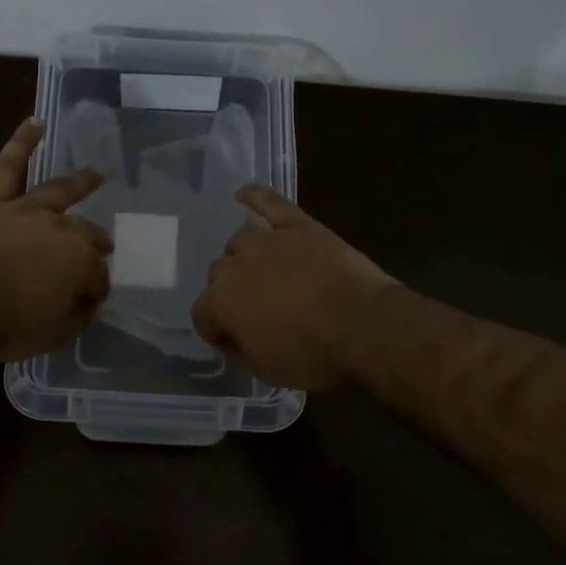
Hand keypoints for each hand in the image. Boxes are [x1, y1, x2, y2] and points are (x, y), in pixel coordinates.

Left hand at [0, 118, 113, 361]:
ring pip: (59, 190)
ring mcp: (25, 210)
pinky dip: (22, 143)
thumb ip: (78, 314)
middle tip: (100, 253)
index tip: (88, 303)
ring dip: (81, 181)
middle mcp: (60, 228)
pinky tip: (35, 123)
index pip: (98, 275)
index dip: (95, 290)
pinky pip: (8, 166)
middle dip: (95, 246)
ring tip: (96, 173)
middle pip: (86, 234)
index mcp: (79, 261)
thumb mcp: (55, 334)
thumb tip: (86, 300)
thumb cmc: (6, 326)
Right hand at [191, 186, 395, 390]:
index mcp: (221, 303)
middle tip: (255, 309)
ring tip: (261, 271)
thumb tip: (236, 337)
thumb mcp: (266, 370)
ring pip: (239, 241)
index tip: (234, 342)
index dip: (216, 331)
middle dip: (229, 292)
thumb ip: (241, 348)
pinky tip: (243, 194)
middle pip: (218, 273)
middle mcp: (235, 265)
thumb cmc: (313, 356)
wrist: (364, 327)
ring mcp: (267, 240)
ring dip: (243, 256)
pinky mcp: (298, 225)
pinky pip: (269, 203)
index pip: (201, 315)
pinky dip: (255, 197)